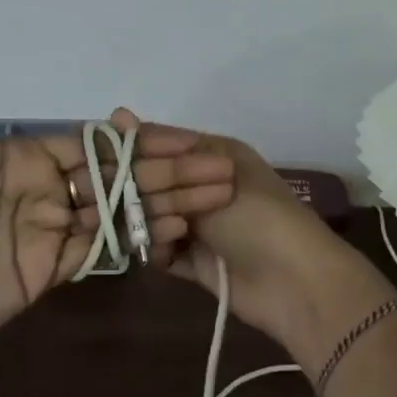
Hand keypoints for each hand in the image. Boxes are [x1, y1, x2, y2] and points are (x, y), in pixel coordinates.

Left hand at [0, 24, 237, 375]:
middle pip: (117, 176)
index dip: (140, 141)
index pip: (94, 143)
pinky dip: (140, 241)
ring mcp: (49, 232)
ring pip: (119, 212)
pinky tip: (178, 232)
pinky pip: (102, 251)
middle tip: (221, 170)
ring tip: (216, 198)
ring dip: (167, 204)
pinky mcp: (50, 272)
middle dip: (169, 172)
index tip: (188, 140)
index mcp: (20, 155)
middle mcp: (43, 189)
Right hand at [109, 110, 396, 365]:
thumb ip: (162, 151)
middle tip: (116, 198)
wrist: (295, 282)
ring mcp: (200, 225)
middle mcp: (203, 186)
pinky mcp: (196, 262)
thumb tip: (118, 113)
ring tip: (142, 226)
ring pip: (154, 216)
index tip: (101, 155)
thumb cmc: (258, 216)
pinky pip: (162, 250)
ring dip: (146, 222)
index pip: (161, 142)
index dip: (133, 147)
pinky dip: (156, 250)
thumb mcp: (212, 171)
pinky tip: (156, 252)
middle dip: (136, 189)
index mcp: (213, 154)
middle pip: (154, 181)